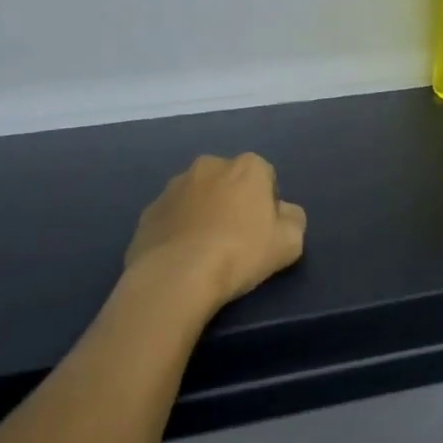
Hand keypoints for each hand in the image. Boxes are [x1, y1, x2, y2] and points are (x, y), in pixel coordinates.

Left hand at [125, 153, 306, 313]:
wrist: (176, 277)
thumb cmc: (240, 254)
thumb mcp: (289, 243)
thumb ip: (293, 219)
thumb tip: (283, 212)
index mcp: (247, 166)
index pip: (266, 177)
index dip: (267, 204)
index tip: (263, 231)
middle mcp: (209, 165)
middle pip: (229, 182)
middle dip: (233, 202)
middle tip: (236, 239)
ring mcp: (173, 186)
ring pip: (198, 197)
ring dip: (204, 213)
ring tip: (205, 251)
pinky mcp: (148, 211)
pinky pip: (172, 217)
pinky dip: (178, 230)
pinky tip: (182, 258)